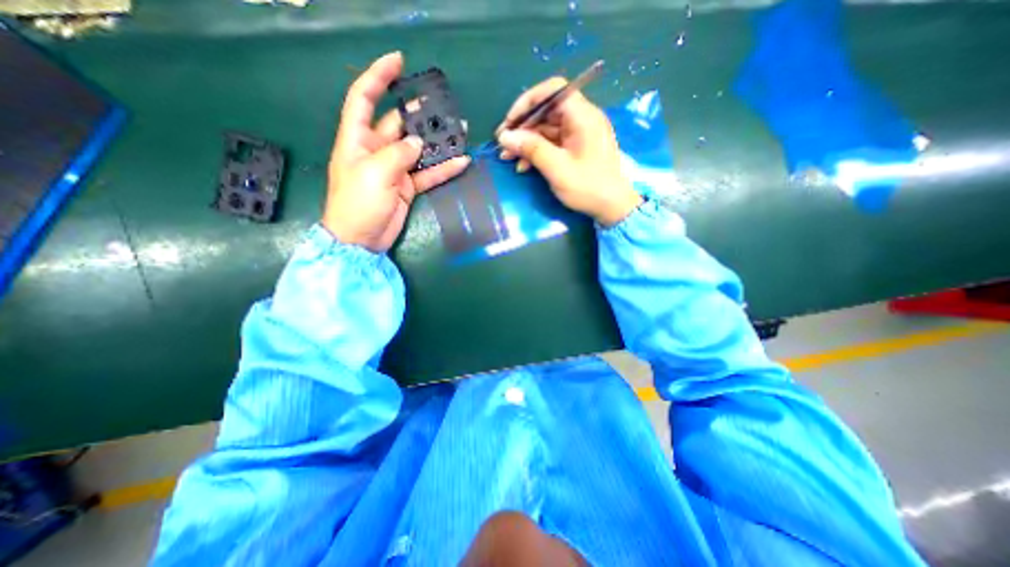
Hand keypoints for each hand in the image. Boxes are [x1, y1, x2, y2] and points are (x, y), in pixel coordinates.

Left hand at [323, 50, 472, 250]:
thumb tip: (417, 143)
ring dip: (436, 142)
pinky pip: (427, 173)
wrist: (362, 240)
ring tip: (459, 131)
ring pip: (418, 149)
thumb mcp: (374, 174)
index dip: (378, 77)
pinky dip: (442, 168)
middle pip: (399, 124)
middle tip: (443, 106)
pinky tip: (460, 162)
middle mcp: (376, 150)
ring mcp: (394, 169)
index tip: (398, 61)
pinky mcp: (406, 187)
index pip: (364, 98)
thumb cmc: (358, 204)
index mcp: (357, 139)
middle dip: (419, 114)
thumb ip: (398, 154)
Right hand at [497, 77, 638, 227]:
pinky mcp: (575, 149)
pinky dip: (537, 152)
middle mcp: (581, 119)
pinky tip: (523, 166)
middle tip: (503, 145)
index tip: (511, 122)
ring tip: (508, 159)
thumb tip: (504, 136)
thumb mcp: (557, 168)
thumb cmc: (588, 187)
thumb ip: (531, 149)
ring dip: (526, 143)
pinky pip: (552, 144)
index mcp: (583, 116)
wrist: (612, 208)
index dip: (528, 102)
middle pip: (546, 112)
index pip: (553, 91)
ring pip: (546, 130)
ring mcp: (578, 135)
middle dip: (523, 128)